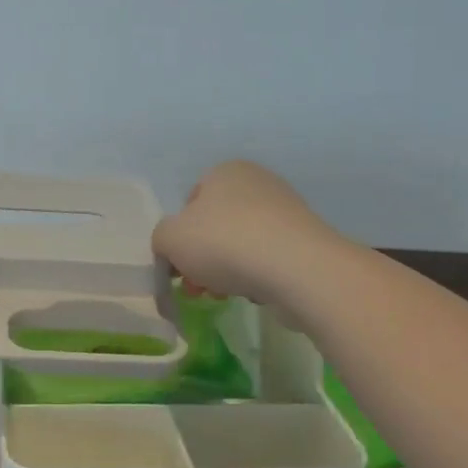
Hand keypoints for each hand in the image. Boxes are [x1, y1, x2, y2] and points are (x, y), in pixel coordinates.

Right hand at [152, 160, 338, 309]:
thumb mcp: (169, 238)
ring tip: (222, 296)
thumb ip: (161, 239)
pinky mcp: (306, 241)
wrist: (297, 268)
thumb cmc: (224, 242)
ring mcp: (286, 211)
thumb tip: (173, 247)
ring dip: (225, 271)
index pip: (190, 201)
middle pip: (216, 225)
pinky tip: (254, 293)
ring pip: (241, 244)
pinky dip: (257, 276)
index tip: (177, 265)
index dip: (179, 235)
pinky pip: (269, 258)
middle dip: (201, 259)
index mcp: (224, 171)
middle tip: (196, 288)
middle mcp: (257, 183)